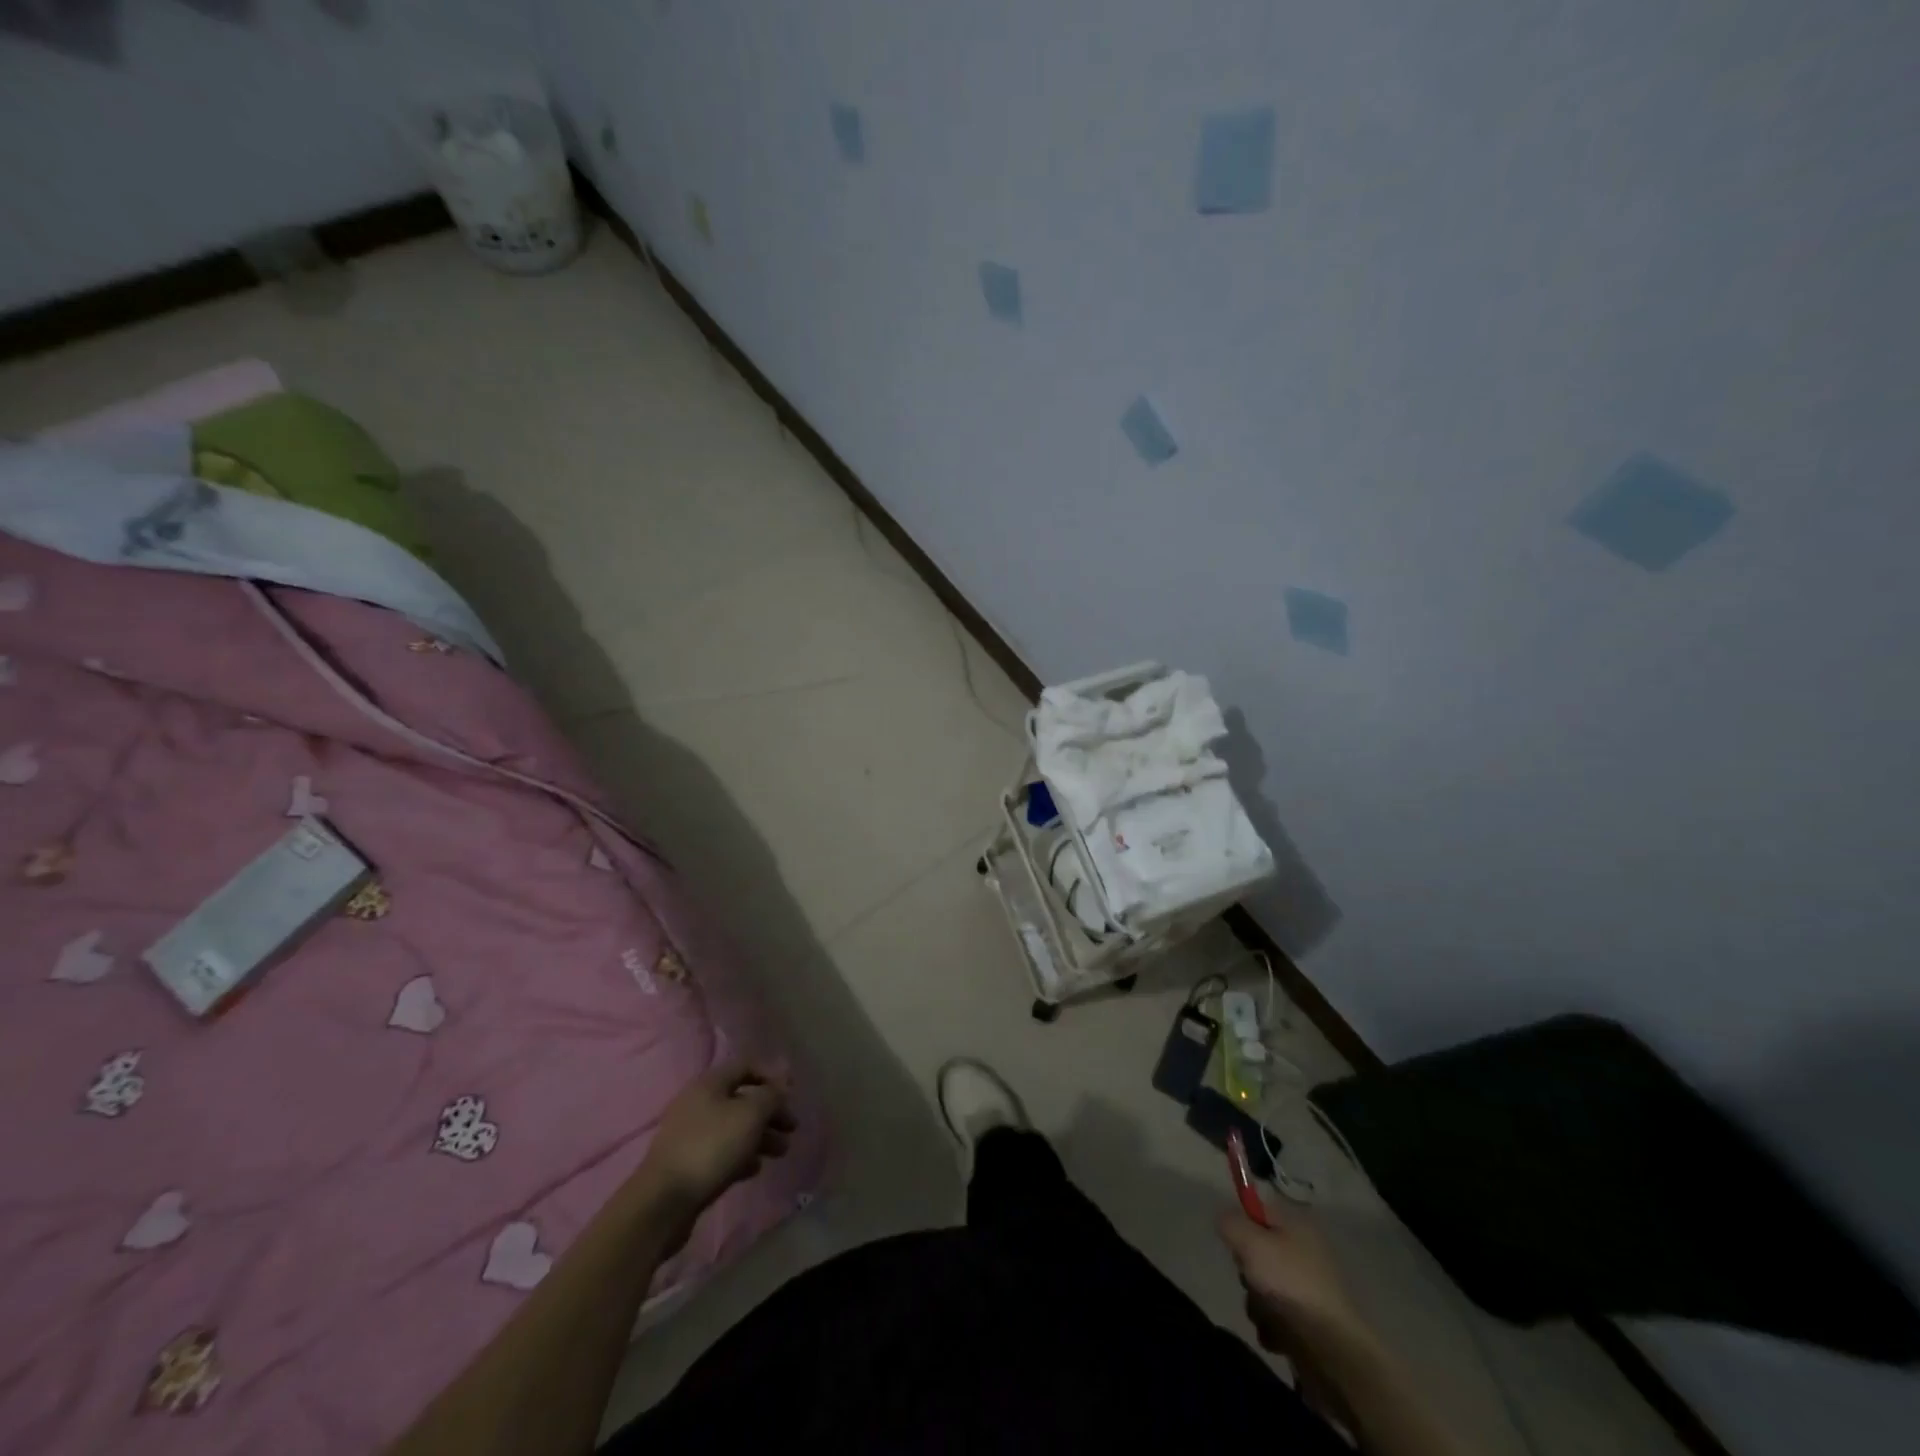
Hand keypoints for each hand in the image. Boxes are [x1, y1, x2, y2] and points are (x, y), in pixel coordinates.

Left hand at [642, 1059, 794, 1215]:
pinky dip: (741, 1156)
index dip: (772, 1077)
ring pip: (734, 1128)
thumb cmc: (711, 1147)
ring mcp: (691, 1134)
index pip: (746, 1066)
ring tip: (781, 1153)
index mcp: (710, 1083)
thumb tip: (781, 1086)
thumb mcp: (750, 1115)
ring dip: (761, 1137)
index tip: (792, 1096)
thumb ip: (771, 1096)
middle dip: (770, 1113)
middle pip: (742, 1099)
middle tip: (792, 1129)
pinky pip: (721, 1151)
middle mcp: (698, 1102)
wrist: (663, 1202)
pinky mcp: (688, 1163)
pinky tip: (754, 1169)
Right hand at [1217, 1205, 1366, 1361]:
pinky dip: (1272, 1326)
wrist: (1333, 1351)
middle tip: (1250, 1280)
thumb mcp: (1250, 1242)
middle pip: (1258, 1251)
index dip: (1242, 1224)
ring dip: (1257, 1303)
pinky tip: (1277, 1336)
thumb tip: (1224, 1219)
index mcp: (1297, 1225)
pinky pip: (1277, 1316)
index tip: (1235, 1244)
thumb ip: (1230, 1223)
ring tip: (1266, 1315)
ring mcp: (1309, 1289)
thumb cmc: (1289, 1284)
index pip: (1259, 1209)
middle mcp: (1305, 1252)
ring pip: (1264, 1287)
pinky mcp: (1311, 1323)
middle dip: (1247, 1272)